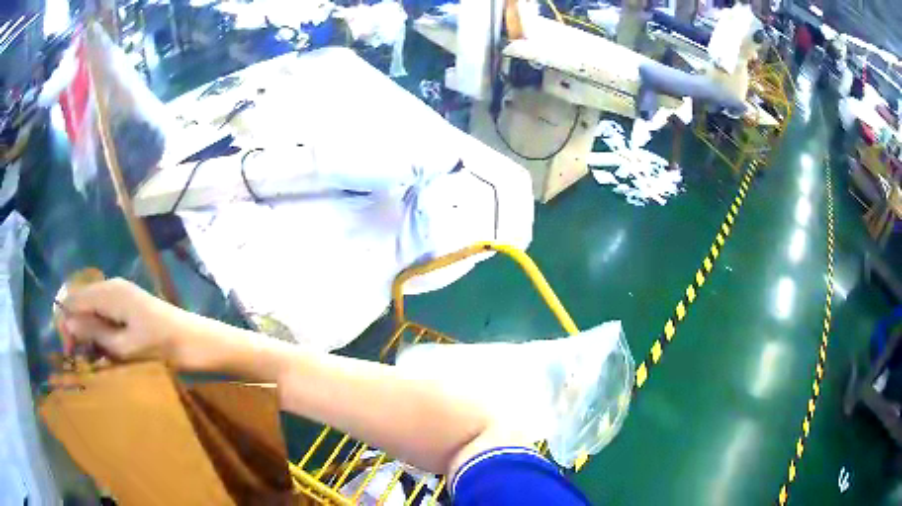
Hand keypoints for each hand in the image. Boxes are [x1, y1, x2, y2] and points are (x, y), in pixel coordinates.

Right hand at [61, 278, 198, 366]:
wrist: (194, 341)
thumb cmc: (160, 346)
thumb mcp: (123, 346)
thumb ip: (94, 332)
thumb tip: (68, 323)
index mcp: (108, 292)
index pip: (73, 298)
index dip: (65, 321)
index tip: (68, 350)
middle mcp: (111, 286)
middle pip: (81, 301)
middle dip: (75, 327)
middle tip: (77, 356)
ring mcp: (120, 294)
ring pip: (91, 308)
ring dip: (87, 331)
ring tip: (89, 356)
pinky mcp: (128, 305)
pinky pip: (104, 313)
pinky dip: (99, 329)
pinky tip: (102, 348)